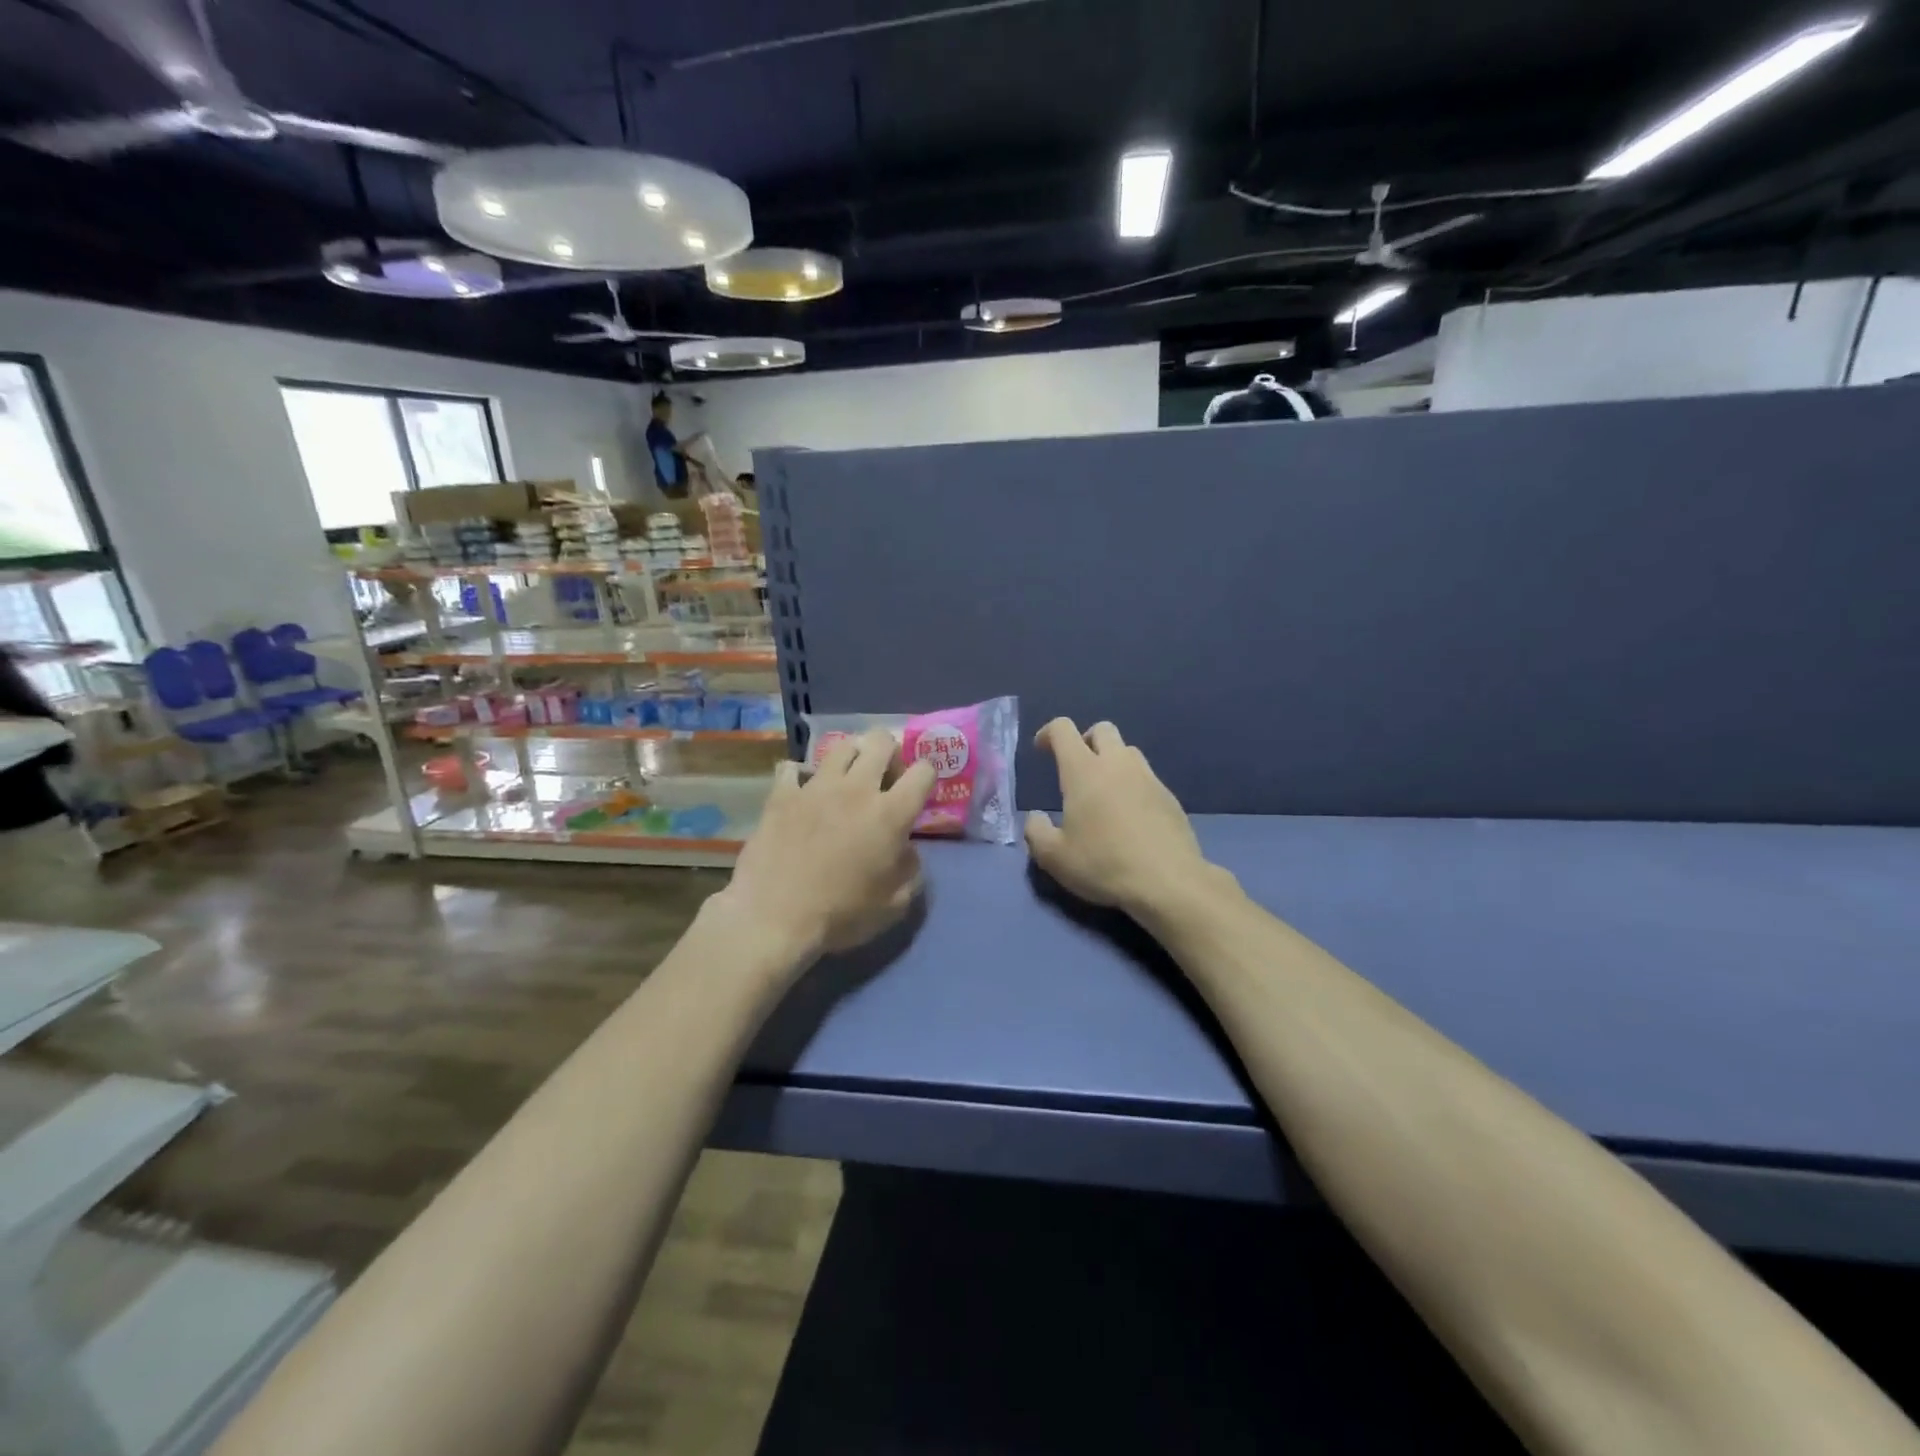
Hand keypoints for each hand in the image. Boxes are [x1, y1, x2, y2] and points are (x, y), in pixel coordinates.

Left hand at [717, 729, 935, 967]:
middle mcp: (857, 788)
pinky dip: (800, 776)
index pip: (924, 770)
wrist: (773, 918)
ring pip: (841, 746)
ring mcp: (816, 787)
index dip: (926, 776)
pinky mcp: (782, 794)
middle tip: (884, 778)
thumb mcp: (894, 905)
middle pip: (880, 740)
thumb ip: (911, 870)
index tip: (918, 792)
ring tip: (846, 780)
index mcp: (890, 814)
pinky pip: (793, 768)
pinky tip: (802, 792)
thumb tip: (906, 850)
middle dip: (889, 752)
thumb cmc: (840, 915)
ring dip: (851, 757)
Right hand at [1024, 719, 1212, 918]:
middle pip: (1102, 729)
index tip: (1041, 749)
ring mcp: (1148, 778)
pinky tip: (1129, 816)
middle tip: (1076, 768)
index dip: (1048, 732)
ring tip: (1103, 792)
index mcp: (1084, 771)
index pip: (1063, 729)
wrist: (1168, 882)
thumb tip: (1035, 818)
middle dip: (1085, 740)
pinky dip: (1132, 785)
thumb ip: (1036, 832)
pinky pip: (1146, 777)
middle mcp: (1117, 764)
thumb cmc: (1103, 864)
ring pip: (1128, 751)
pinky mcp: (1170, 797)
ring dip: (1111, 761)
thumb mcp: (1054, 857)